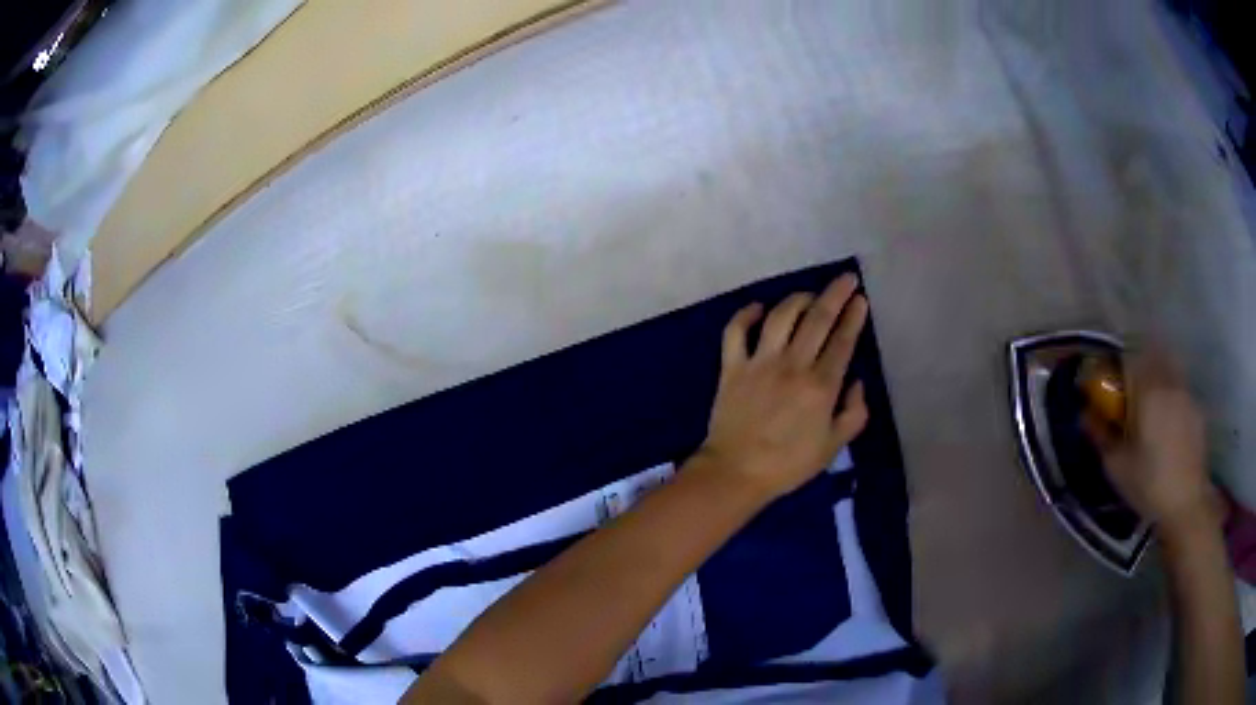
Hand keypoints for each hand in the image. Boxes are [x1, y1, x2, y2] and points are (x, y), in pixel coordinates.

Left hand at [699, 274, 869, 501]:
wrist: (736, 473)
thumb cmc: (788, 464)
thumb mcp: (833, 447)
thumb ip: (854, 413)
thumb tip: (857, 382)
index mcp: (821, 386)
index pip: (842, 341)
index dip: (854, 316)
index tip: (860, 299)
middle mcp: (793, 365)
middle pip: (817, 319)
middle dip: (835, 294)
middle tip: (846, 279)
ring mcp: (759, 362)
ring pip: (780, 316)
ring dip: (798, 299)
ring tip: (810, 295)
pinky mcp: (732, 367)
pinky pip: (736, 331)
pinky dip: (745, 315)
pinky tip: (757, 308)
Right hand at [1087, 352, 1215, 537]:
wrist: (1186, 502)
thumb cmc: (1148, 484)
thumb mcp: (1117, 467)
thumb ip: (1101, 436)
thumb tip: (1085, 415)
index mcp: (1147, 390)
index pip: (1127, 358)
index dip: (1115, 366)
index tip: (1107, 384)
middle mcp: (1168, 382)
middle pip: (1151, 353)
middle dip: (1139, 363)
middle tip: (1130, 388)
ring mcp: (1186, 393)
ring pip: (1169, 366)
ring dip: (1157, 373)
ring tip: (1150, 403)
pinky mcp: (1196, 409)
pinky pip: (1180, 388)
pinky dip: (1171, 393)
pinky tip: (1167, 422)